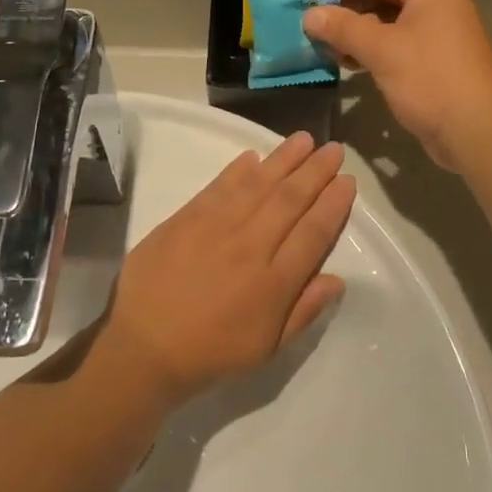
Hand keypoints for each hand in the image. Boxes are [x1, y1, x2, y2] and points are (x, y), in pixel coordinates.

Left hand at [104, 131, 355, 401]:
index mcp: (274, 282)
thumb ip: (304, 311)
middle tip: (334, 149)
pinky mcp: (185, 219)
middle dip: (315, 171)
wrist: (144, 347)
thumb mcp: (267, 348)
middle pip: (290, 200)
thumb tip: (337, 279)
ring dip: (283, 159)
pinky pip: (218, 187)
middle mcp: (250, 247)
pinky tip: (253, 156)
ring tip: (303, 139)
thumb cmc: (211, 352)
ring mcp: (215, 228)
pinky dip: (238, 169)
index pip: (313, 232)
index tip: (347, 181)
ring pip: (258, 185)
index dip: (333, 204)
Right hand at [303, 0, 491, 171]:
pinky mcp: (432, 62)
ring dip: (354, 28)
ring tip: (321, 41)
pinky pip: (394, 44)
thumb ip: (344, 28)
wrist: (480, 132)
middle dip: (345, 3)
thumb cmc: (432, 80)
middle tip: (310, 16)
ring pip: (386, 20)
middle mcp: (435, 4)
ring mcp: (435, 34)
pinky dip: (368, 48)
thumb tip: (310, 15)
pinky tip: (344, 61)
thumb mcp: (383, 50)